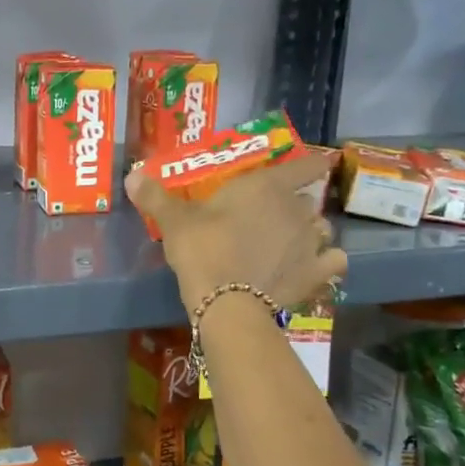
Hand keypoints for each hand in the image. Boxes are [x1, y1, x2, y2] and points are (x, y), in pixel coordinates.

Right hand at [126, 151, 346, 312]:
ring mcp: (311, 243)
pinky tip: (314, 268)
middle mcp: (297, 210)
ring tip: (293, 243)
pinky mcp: (316, 274)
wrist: (227, 302)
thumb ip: (156, 196)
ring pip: (322, 229)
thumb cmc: (203, 249)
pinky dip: (326, 262)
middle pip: (307, 201)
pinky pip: (333, 261)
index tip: (320, 163)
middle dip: (296, 206)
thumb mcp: (174, 221)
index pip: (304, 166)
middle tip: (274, 217)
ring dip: (311, 233)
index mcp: (267, 187)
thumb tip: (132, 174)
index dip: (312, 163)